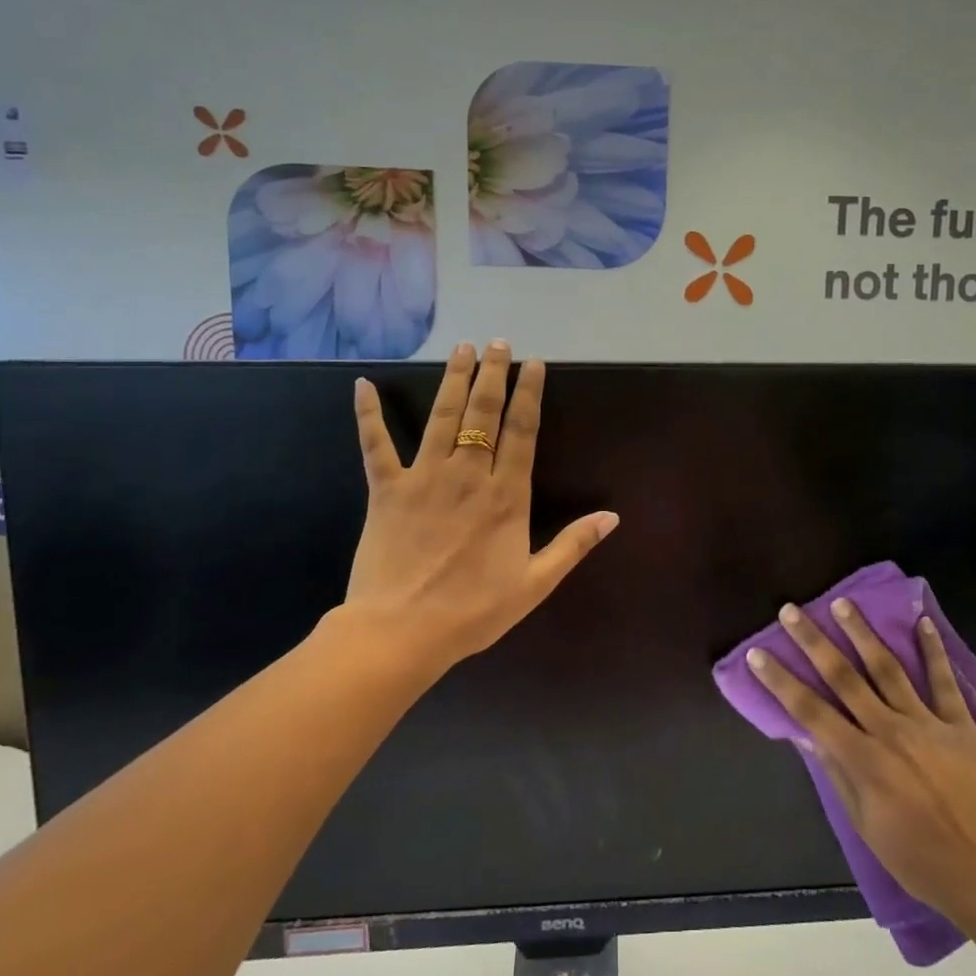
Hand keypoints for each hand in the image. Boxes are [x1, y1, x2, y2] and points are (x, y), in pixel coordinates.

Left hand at [336, 340, 617, 676]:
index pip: (522, 431)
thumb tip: (613, 516)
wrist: (401, 632)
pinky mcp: (386, 490)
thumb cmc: (473, 611)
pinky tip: (362, 385)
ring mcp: (424, 478)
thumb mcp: (534, 584)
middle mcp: (468, 475)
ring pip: (442, 418)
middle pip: (483, 414)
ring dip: (453, 380)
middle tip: (497, 342)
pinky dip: (368, 414)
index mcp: (505, 496)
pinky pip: (375, 445)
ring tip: (462, 348)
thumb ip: (573, 545)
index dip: (529, 394)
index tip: (533, 364)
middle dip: (493, 374)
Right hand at [749, 600, 975, 925]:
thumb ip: (839, 776)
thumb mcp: (867, 827)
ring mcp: (927, 723)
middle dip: (813, 641)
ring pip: (887, 668)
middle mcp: (890, 731)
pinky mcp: (961, 725)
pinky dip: (933, 650)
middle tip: (791, 610)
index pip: (810, 711)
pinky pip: (944, 681)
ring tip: (843, 603)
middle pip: (843, 677)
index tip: (759, 653)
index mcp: (863, 760)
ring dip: (862, 634)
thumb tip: (809, 737)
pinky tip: (922, 622)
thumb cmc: (921, 861)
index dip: (781, 681)